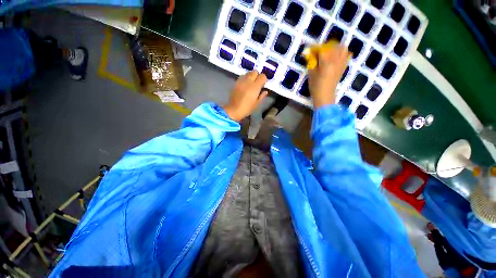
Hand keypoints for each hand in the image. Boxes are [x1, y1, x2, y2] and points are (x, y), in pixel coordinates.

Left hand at [223, 71, 267, 121]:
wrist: (234, 110)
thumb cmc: (247, 108)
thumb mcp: (256, 104)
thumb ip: (262, 96)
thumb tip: (265, 91)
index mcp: (255, 87)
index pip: (262, 76)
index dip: (264, 79)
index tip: (263, 85)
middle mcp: (248, 81)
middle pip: (255, 71)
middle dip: (257, 76)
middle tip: (257, 83)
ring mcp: (241, 81)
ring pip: (248, 73)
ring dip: (251, 76)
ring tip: (251, 83)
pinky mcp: (236, 83)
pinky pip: (242, 76)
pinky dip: (245, 78)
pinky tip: (245, 84)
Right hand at [308, 44, 349, 108]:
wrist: (325, 95)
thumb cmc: (316, 86)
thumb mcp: (311, 74)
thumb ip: (311, 62)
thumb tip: (309, 53)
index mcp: (326, 63)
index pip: (321, 49)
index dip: (315, 47)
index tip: (309, 48)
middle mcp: (336, 61)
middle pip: (333, 46)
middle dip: (324, 46)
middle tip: (318, 51)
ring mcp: (341, 63)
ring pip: (342, 48)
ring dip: (335, 47)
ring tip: (328, 51)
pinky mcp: (343, 67)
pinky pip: (347, 55)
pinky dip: (343, 52)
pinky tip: (337, 55)